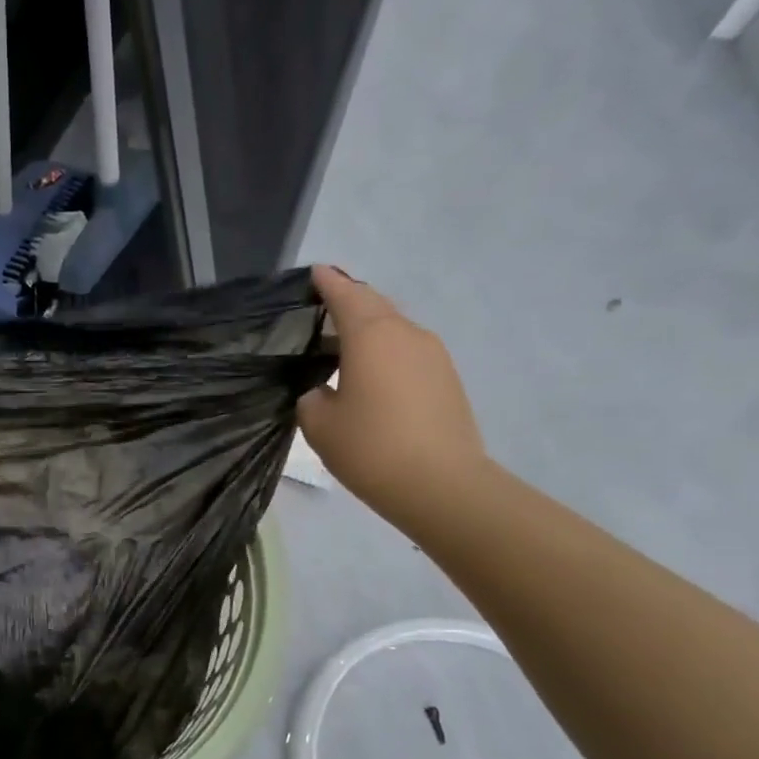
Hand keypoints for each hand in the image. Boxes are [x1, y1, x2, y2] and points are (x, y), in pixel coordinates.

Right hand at [297, 266, 487, 524]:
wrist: (442, 485)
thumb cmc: (371, 448)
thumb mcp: (319, 424)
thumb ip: (312, 397)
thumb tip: (324, 390)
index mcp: (371, 336)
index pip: (345, 296)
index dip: (327, 283)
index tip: (315, 273)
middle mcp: (406, 334)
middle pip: (374, 306)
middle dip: (349, 302)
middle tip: (323, 307)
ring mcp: (433, 355)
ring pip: (393, 329)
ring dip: (368, 330)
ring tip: (342, 346)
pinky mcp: (446, 378)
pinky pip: (407, 352)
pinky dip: (385, 353)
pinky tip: (370, 375)